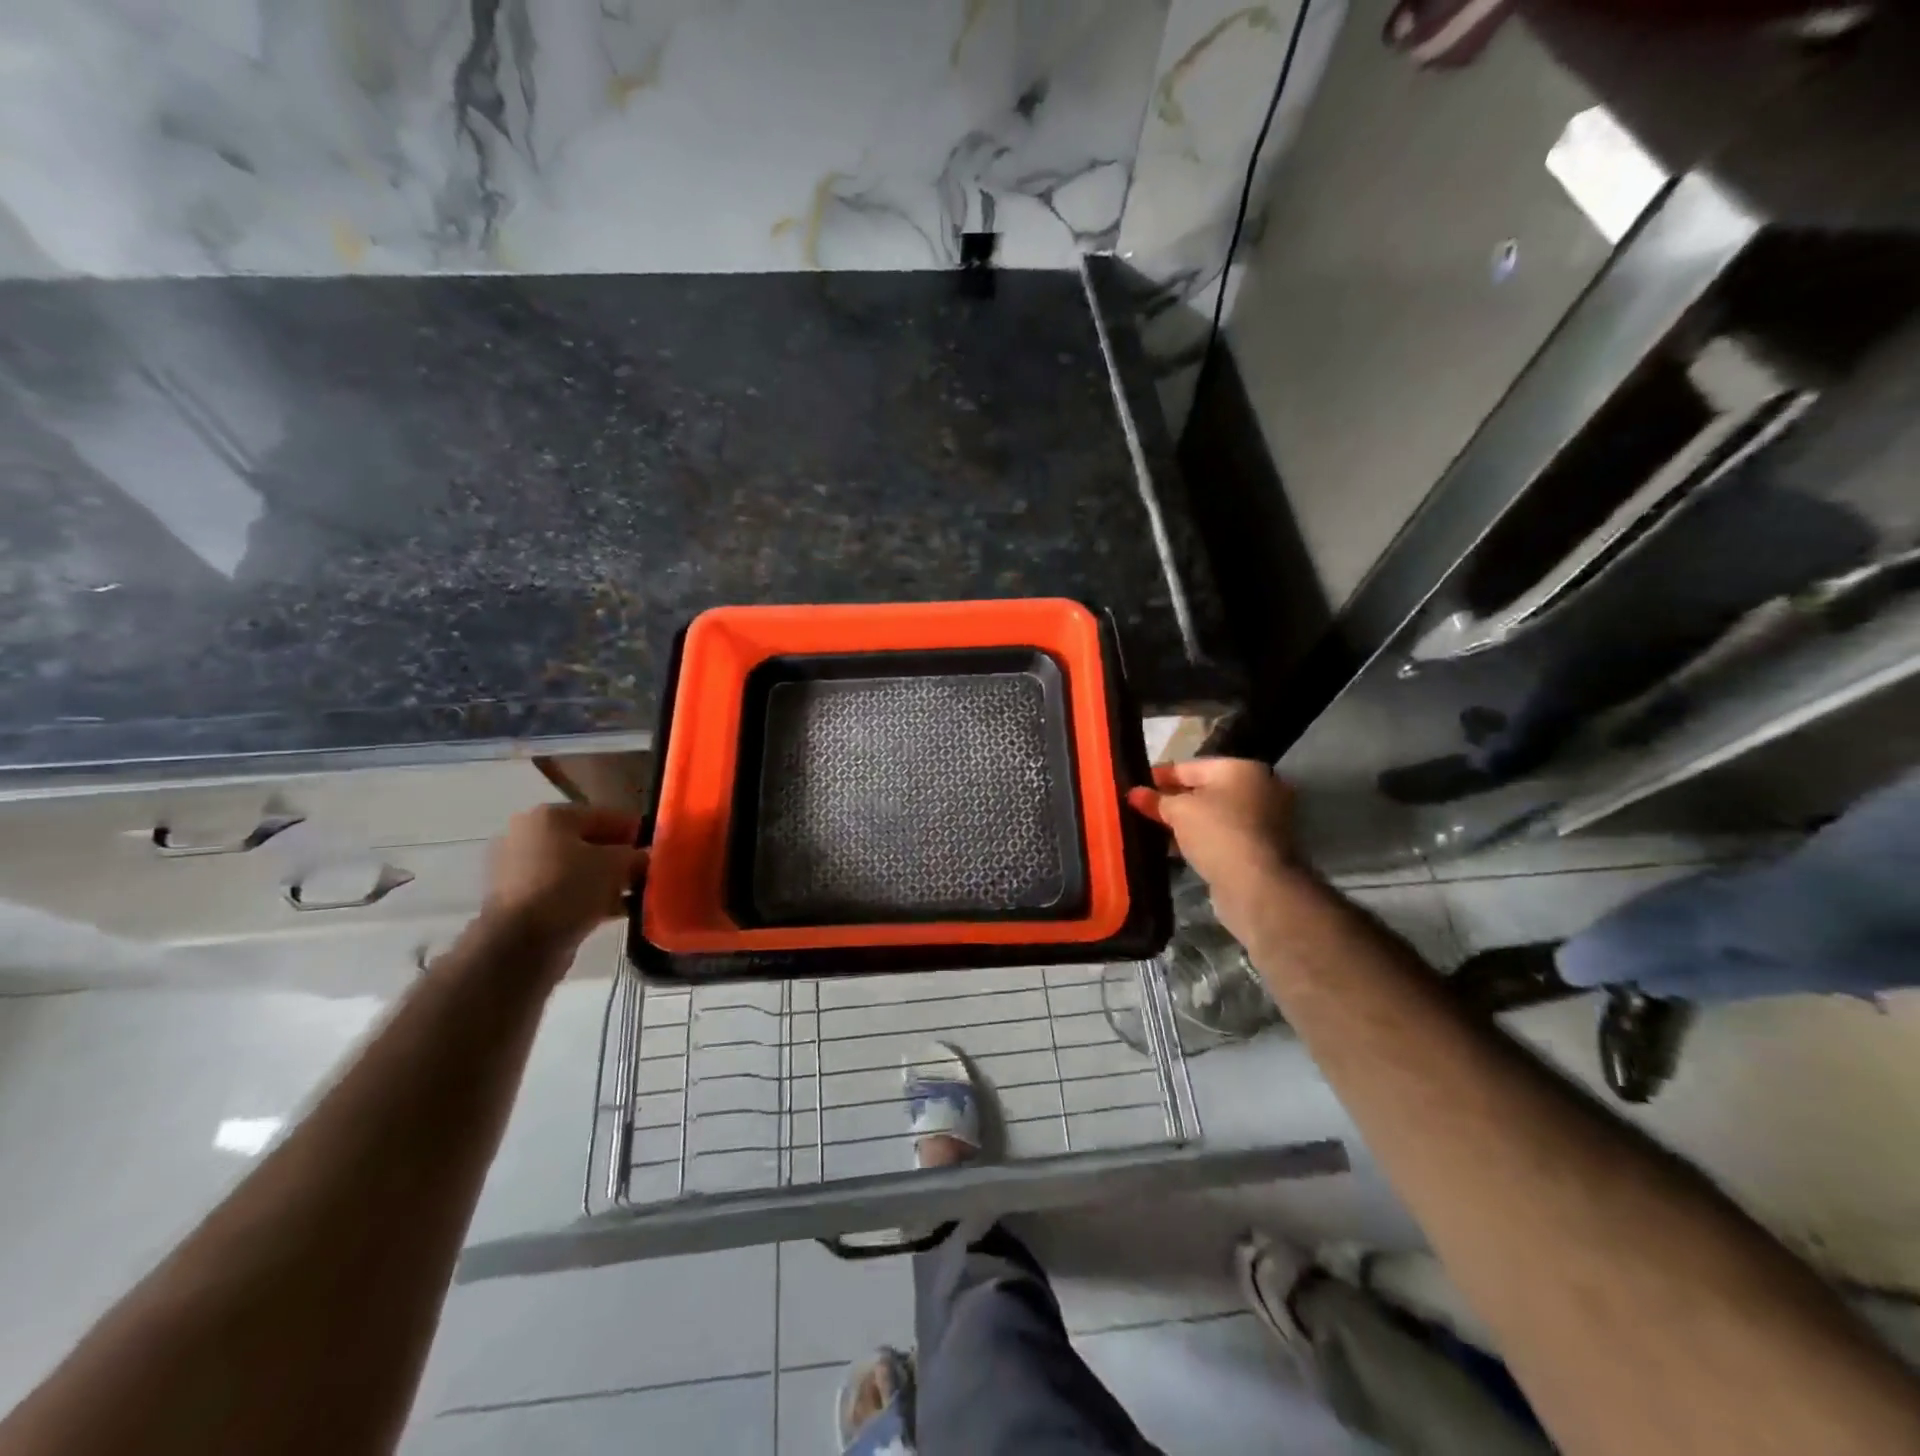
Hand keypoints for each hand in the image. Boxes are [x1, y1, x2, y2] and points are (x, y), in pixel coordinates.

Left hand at [482, 803, 648, 955]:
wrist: (519, 944)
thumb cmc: (569, 888)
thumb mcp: (616, 865)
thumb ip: (636, 856)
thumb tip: (645, 858)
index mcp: (550, 816)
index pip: (605, 815)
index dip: (635, 831)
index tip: (657, 847)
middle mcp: (528, 836)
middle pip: (588, 843)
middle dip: (618, 858)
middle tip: (646, 873)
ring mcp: (518, 870)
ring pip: (575, 870)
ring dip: (604, 881)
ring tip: (633, 895)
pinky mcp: (517, 902)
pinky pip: (562, 892)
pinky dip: (586, 899)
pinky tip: (613, 912)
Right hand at [1128, 758, 1300, 941]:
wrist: (1256, 885)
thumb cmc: (1217, 833)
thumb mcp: (1178, 811)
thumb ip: (1155, 800)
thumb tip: (1134, 793)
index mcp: (1240, 768)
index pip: (1189, 767)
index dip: (1158, 776)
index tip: (1134, 786)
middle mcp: (1258, 788)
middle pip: (1203, 790)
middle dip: (1171, 800)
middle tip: (1140, 809)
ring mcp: (1264, 819)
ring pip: (1213, 815)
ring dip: (1185, 822)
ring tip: (1152, 830)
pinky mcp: (1261, 847)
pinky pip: (1222, 834)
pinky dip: (1200, 838)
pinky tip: (1174, 848)